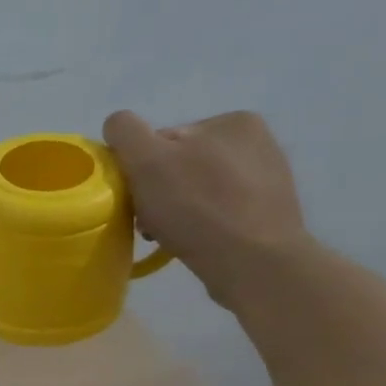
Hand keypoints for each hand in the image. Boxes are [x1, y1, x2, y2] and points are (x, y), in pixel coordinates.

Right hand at [103, 110, 309, 306]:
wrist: (253, 263)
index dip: (141, 167)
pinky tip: (193, 239)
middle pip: (178, 164)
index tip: (138, 195)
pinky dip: (198, 222)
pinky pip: (216, 210)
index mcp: (232, 121)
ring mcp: (266, 177)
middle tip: (149, 221)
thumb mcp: (147, 160)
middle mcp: (256, 141)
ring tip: (169, 234)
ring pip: (195, 188)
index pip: (162, 140)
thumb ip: (126, 131)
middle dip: (157, 190)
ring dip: (174, 208)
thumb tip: (118, 125)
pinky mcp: (267, 211)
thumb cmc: (197, 207)